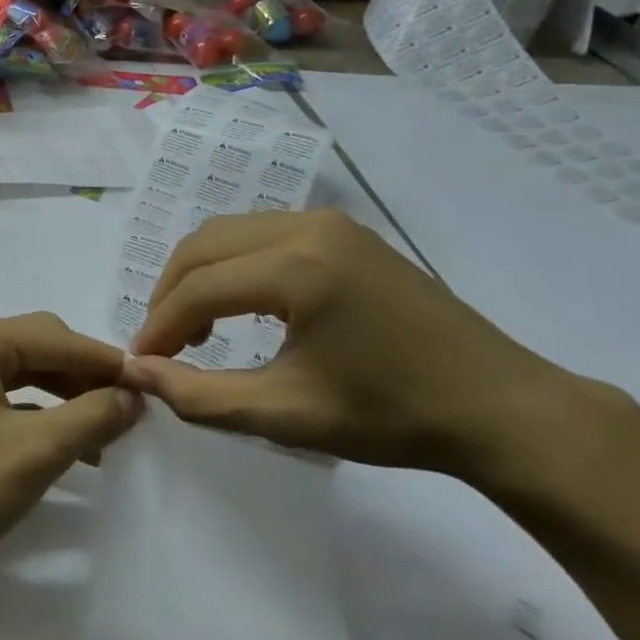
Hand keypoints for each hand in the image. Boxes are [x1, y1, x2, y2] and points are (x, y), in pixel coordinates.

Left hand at [0, 312, 140, 596]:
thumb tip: (133, 395)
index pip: (60, 337)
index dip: (108, 363)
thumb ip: (91, 417)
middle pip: (40, 346)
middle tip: (131, 414)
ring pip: (24, 371)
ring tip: (105, 436)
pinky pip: (4, 393)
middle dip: (85, 378)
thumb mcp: (35, 452)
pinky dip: (37, 412)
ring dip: (65, 397)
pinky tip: (63, 442)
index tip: (156, 387)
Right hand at [125, 210, 598, 486]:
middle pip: (204, 247)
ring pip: (227, 234)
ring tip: (197, 329)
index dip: (160, 326)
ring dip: (198, 276)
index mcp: (298, 269)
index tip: (141, 363)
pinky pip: (260, 233)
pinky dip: (232, 265)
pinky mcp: (342, 230)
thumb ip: (201, 395)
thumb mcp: (288, 415)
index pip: (199, 288)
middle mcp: (307, 227)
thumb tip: (136, 372)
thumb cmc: (395, 417)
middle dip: (170, 294)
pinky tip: (240, 306)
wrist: (503, 409)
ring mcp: (328, 222)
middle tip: (164, 345)